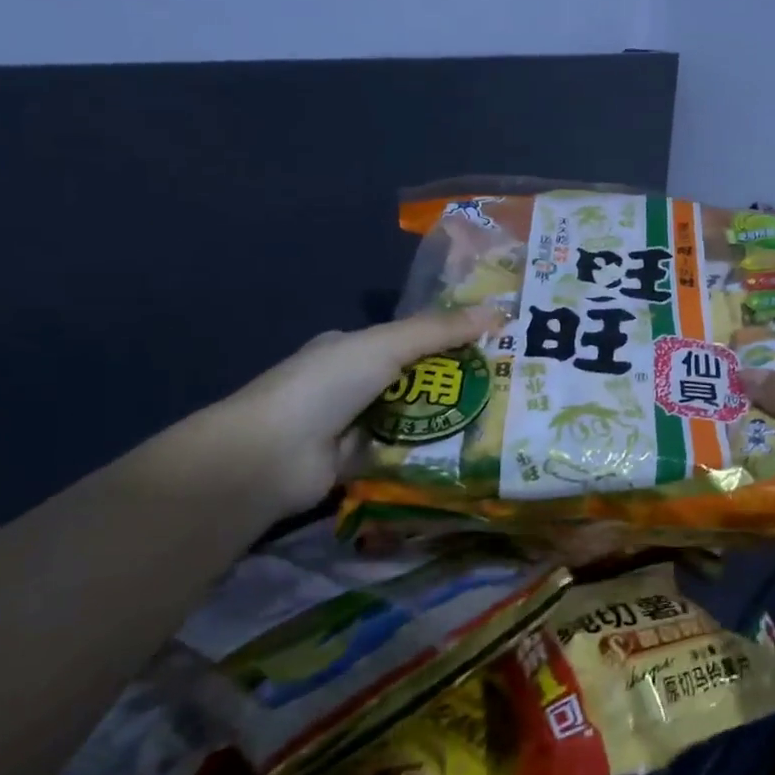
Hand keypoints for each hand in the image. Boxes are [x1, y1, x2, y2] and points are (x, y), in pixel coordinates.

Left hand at [221, 306, 501, 516]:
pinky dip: (426, 454)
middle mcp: (351, 384)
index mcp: (352, 348)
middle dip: (452, 384)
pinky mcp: (356, 464)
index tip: (491, 346)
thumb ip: (439, 331)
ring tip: (496, 422)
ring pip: (410, 418)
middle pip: (414, 380)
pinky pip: (400, 454)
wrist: (271, 456)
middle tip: (504, 389)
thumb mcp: (386, 346)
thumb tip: (498, 311)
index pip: (409, 339)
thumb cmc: (327, 385)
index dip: (448, 340)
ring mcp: (352, 426)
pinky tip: (466, 454)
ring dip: (443, 420)